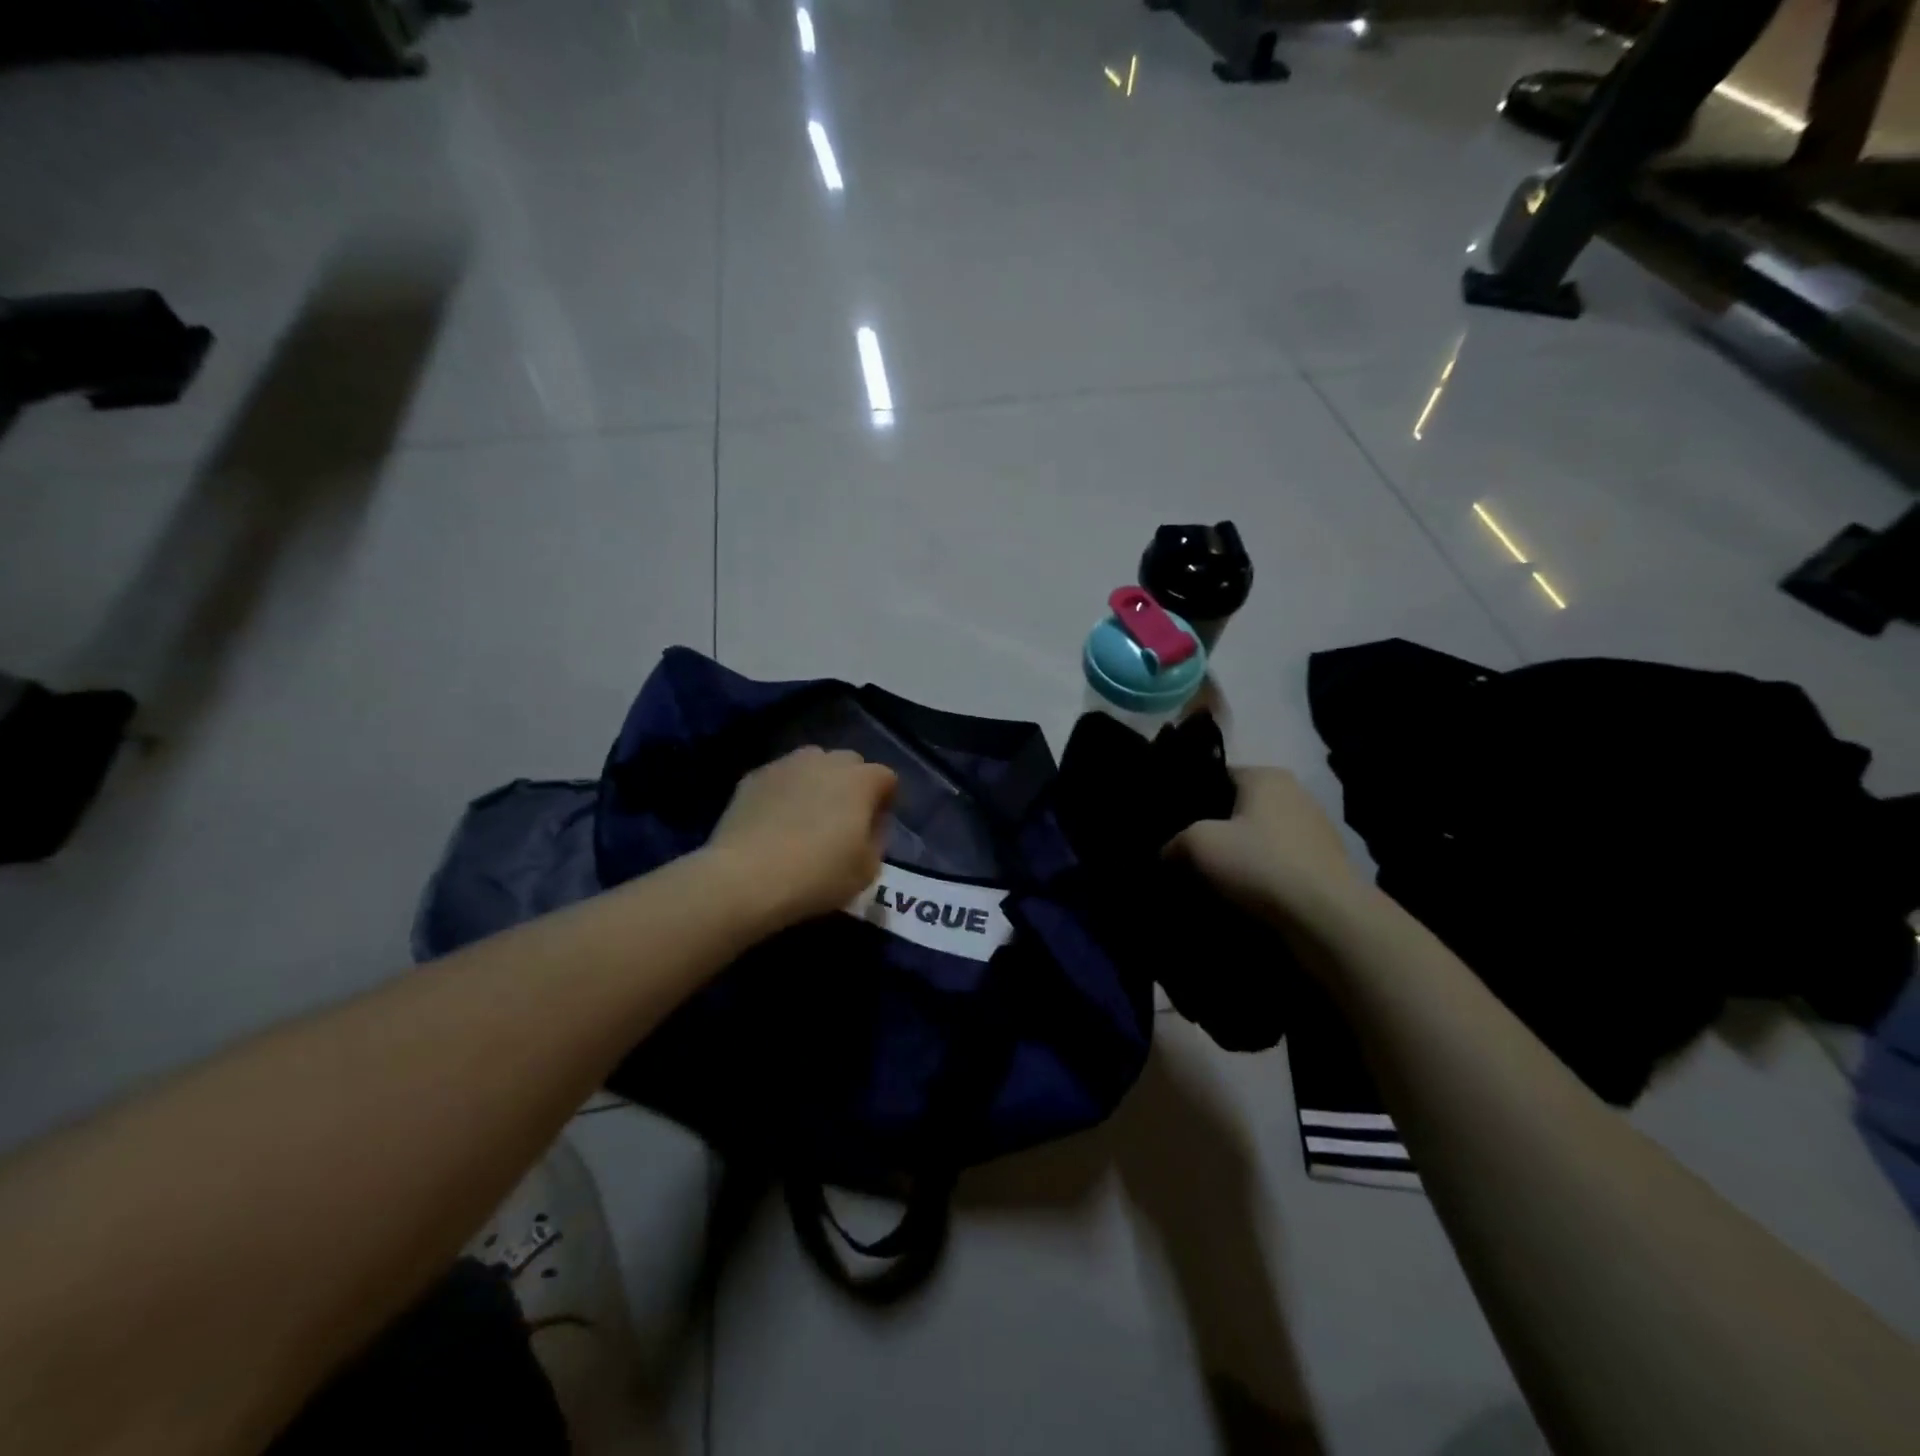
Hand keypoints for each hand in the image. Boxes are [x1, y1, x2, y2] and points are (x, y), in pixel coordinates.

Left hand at [707, 747, 898, 927]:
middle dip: (852, 785)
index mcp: (860, 780)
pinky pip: (780, 778)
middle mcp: (826, 761)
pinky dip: (784, 792)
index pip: (886, 778)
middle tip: (843, 820)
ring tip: (807, 815)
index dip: (885, 802)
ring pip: (812, 763)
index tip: (875, 827)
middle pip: (850, 763)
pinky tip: (775, 821)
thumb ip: (876, 840)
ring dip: (817, 782)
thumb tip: (869, 827)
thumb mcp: (867, 870)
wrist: (746, 877)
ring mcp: (787, 764)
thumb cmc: (817, 875)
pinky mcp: (754, 776)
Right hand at [1166, 767, 1360, 924]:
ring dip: (1242, 854)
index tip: (1173, 821)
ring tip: (1214, 878)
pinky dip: (1264, 874)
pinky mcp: (1326, 865)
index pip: (1219, 775)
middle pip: (1241, 806)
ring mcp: (1316, 830)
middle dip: (1217, 827)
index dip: (1193, 796)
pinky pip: (1281, 862)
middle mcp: (1295, 794)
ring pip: (1262, 836)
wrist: (1326, 917)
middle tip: (1188, 851)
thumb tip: (1168, 852)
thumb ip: (1175, 841)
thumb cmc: (1259, 864)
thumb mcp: (1198, 844)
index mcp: (1266, 776)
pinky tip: (1246, 894)